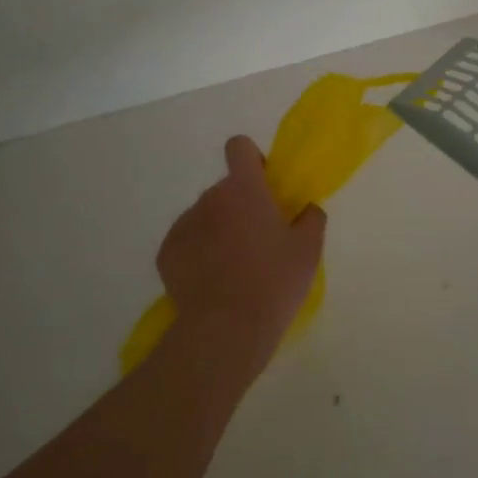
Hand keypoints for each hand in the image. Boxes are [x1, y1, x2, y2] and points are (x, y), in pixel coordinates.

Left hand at [157, 136, 325, 381]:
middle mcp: (209, 198)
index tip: (264, 186)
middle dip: (240, 206)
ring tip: (234, 269)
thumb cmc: (274, 282)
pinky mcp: (166, 253)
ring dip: (219, 230)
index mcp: (244, 189)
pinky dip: (198, 254)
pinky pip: (187, 242)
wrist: (225, 330)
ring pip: (206, 216)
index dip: (252, 160)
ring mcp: (184, 225)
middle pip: (226, 189)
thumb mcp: (308, 250)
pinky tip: (212, 283)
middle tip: (258, 241)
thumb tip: (306, 209)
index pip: (239, 147)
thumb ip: (311, 218)